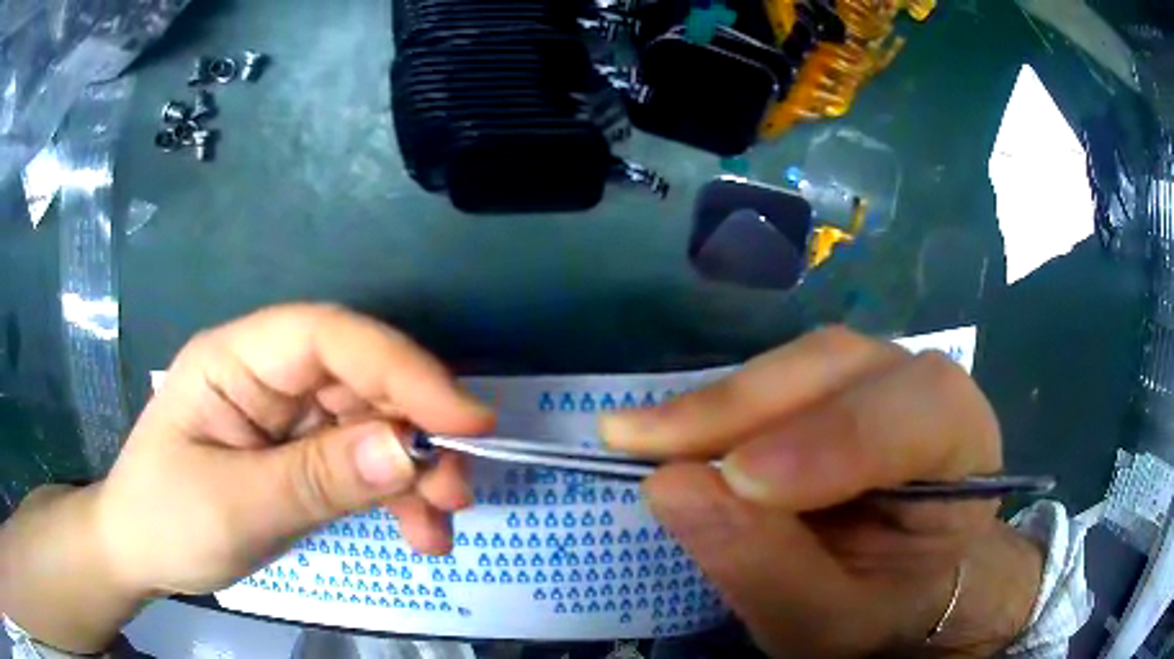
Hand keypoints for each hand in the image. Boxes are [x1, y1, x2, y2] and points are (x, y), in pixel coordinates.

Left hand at [97, 304, 493, 596]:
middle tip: (458, 492)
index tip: (466, 420)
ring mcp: (288, 417)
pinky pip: (363, 465)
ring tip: (441, 527)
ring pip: (372, 426)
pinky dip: (398, 499)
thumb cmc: (165, 519)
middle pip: (360, 381)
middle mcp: (269, 375)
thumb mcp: (236, 507)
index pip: (327, 337)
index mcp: (235, 359)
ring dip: (415, 475)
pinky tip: (419, 534)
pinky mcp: (302, 456)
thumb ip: (317, 479)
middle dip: (417, 433)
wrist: (140, 552)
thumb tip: (410, 450)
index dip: (400, 368)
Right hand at [602, 327, 1042, 658]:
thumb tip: (670, 485)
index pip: (925, 411)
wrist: (900, 591)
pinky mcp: (832, 391)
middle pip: (846, 367)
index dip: (838, 436)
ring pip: (802, 363)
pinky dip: (719, 407)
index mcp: (964, 449)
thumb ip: (767, 568)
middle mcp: (926, 394)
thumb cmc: (883, 609)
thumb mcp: (827, 620)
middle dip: (748, 406)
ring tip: (642, 437)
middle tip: (647, 444)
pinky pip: (776, 379)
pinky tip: (673, 432)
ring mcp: (877, 382)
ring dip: (721, 402)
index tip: (741, 478)